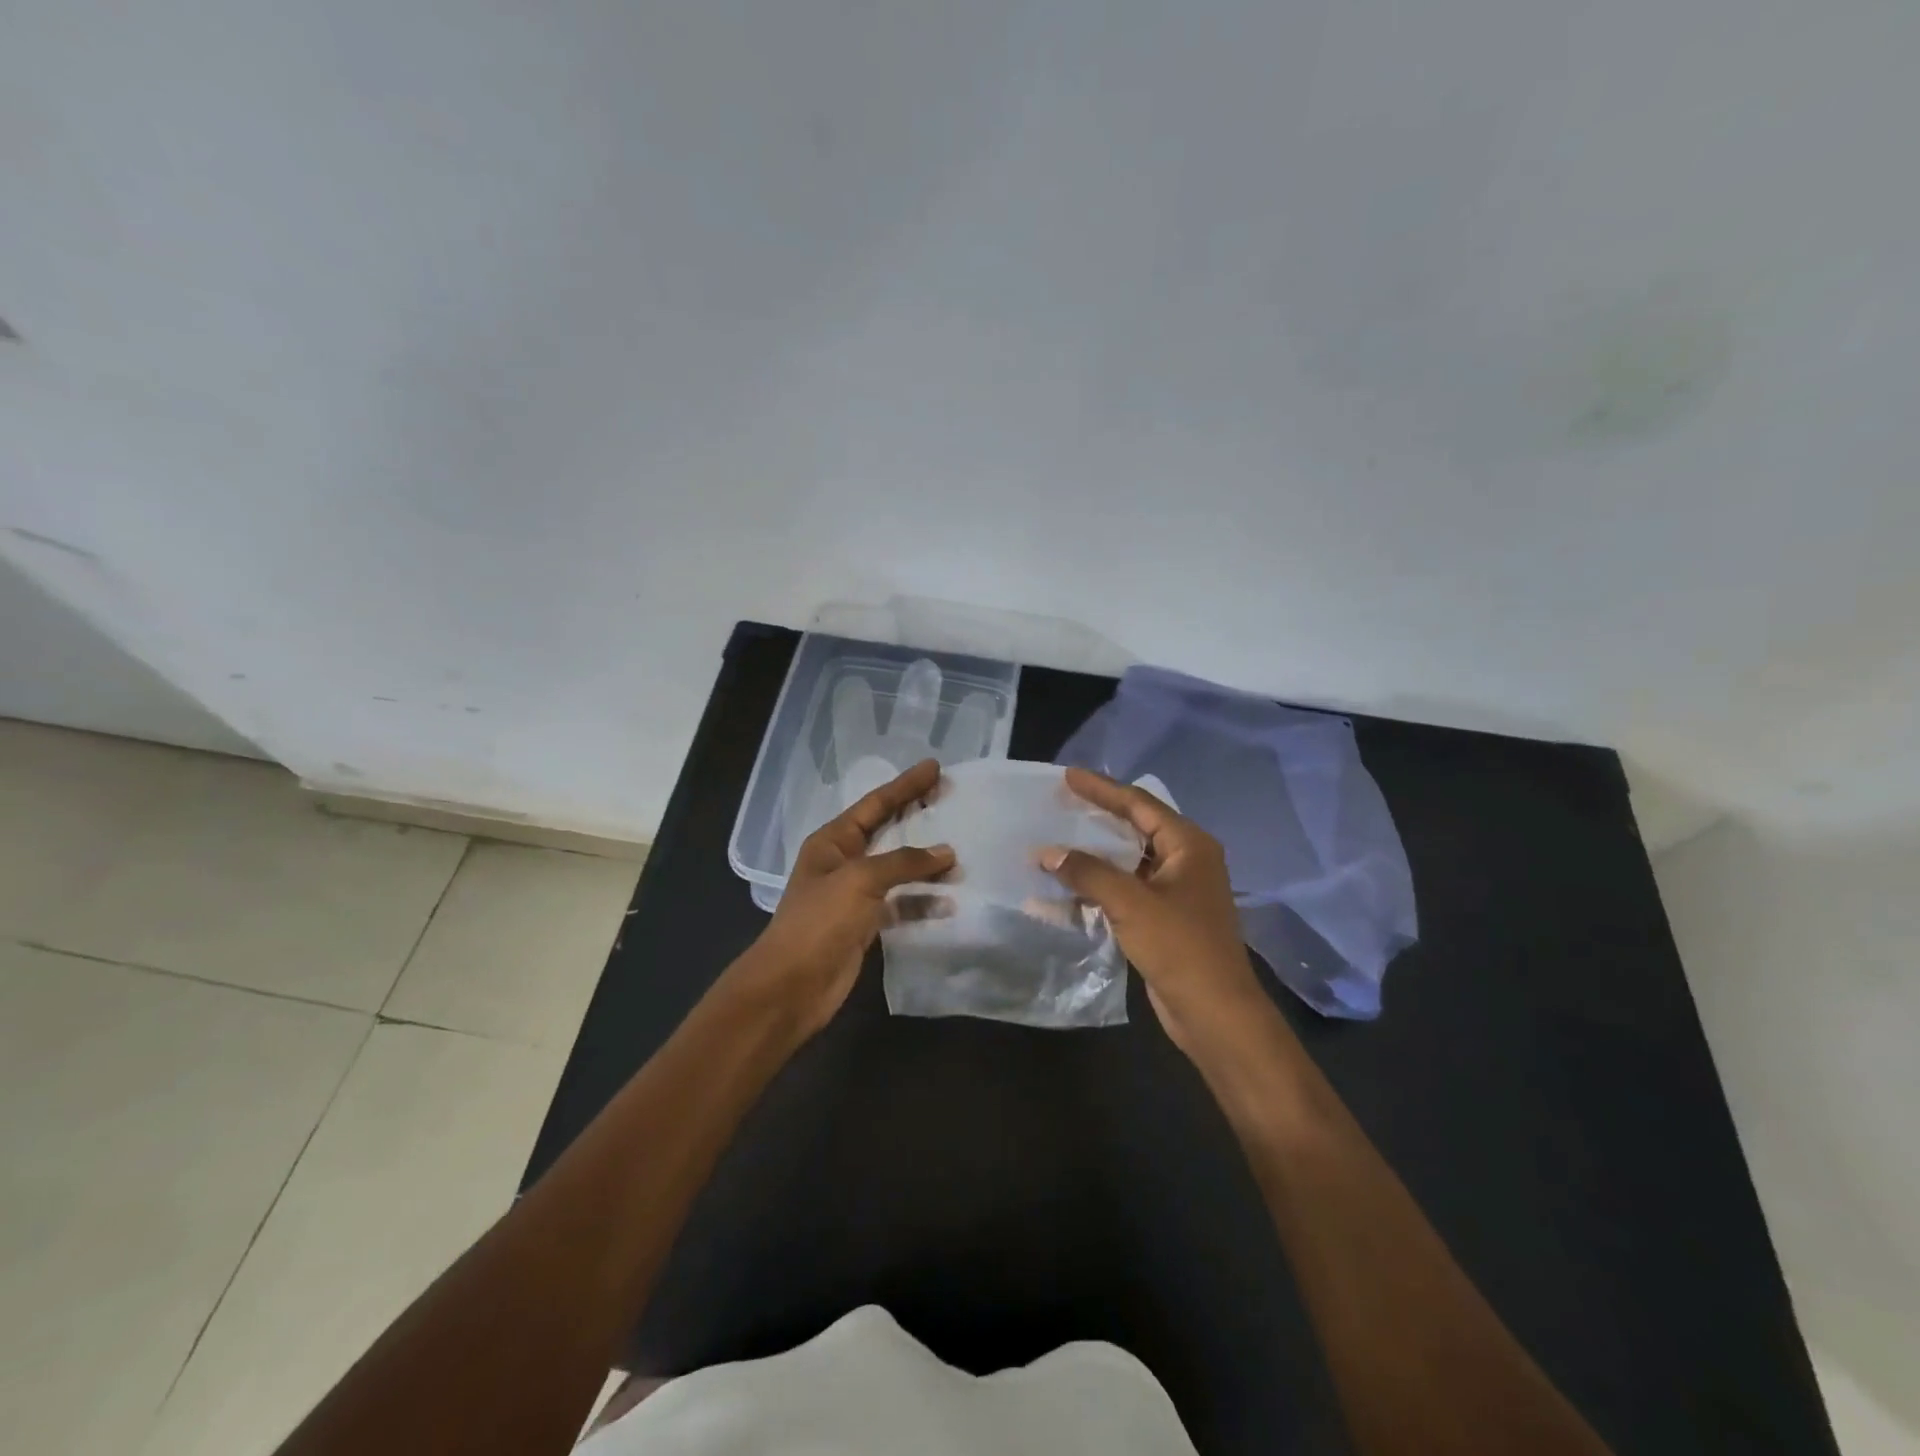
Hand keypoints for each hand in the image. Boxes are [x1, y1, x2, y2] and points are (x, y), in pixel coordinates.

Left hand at [742, 758, 953, 1037]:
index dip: (905, 785)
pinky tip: (949, 901)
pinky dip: (923, 900)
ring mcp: (855, 894)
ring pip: (898, 869)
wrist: (792, 986)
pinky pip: (901, 902)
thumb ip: (904, 862)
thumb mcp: (860, 880)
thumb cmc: (819, 922)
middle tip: (951, 798)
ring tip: (960, 851)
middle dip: (917, 815)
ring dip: (926, 862)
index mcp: (833, 841)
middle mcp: (844, 861)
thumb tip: (946, 852)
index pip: (875, 804)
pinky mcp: (866, 924)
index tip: (935, 767)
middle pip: (887, 830)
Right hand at [1044, 767, 1267, 1056]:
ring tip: (1056, 841)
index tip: (1067, 776)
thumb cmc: (1180, 947)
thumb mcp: (1130, 903)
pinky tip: (1066, 887)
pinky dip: (1097, 886)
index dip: (1102, 788)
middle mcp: (1185, 860)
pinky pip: (1125, 890)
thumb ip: (1087, 872)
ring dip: (1093, 855)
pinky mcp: (1163, 918)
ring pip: (1127, 861)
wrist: (1215, 1013)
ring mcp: (1175, 891)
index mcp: (1188, 845)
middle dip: (1097, 817)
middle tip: (1060, 803)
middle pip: (1134, 828)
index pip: (1139, 804)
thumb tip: (1046, 853)